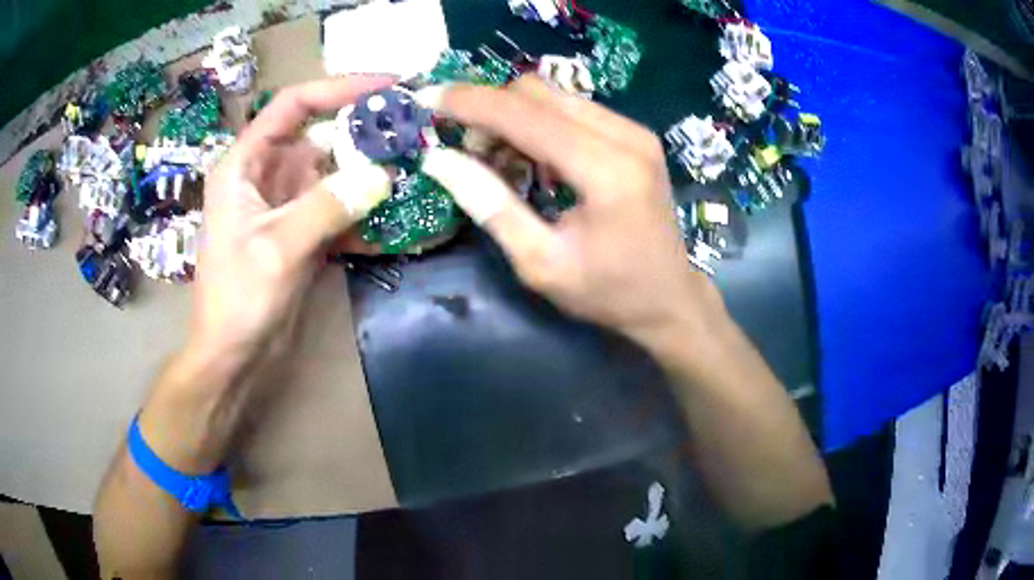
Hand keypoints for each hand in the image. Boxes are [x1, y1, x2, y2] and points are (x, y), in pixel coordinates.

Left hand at [189, 76, 393, 369]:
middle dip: (365, 132)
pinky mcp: (301, 229)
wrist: (232, 355)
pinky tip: (397, 220)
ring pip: (334, 171)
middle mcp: (266, 174)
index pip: (293, 105)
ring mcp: (286, 202)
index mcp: (245, 164)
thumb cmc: (237, 300)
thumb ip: (326, 207)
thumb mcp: (276, 249)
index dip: (339, 87)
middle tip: (415, 131)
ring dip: (370, 173)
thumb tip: (382, 175)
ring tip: (416, 169)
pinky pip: (338, 207)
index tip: (389, 85)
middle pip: (320, 134)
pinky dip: (364, 212)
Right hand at [423, 77, 726, 350]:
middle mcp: (626, 136)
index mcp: (607, 171)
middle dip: (490, 110)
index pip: (525, 115)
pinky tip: (532, 158)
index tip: (426, 100)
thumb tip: (440, 159)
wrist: (669, 298)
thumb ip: (491, 206)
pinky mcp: (634, 135)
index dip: (470, 103)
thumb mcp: (540, 263)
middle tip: (467, 149)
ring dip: (513, 116)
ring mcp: (634, 131)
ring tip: (497, 159)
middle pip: (538, 91)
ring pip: (554, 95)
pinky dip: (539, 123)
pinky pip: (572, 109)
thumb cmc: (607, 292)